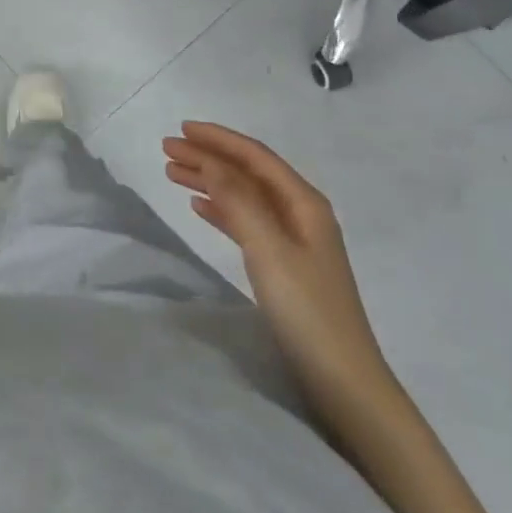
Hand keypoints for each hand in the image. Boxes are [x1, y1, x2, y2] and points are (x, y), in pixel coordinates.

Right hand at [163, 121, 397, 413]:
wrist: (344, 384)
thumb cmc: (307, 310)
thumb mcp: (269, 249)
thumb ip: (238, 200)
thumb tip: (209, 160)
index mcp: (304, 202)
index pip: (255, 156)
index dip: (218, 139)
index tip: (181, 129)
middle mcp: (300, 213)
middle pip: (247, 173)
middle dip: (208, 157)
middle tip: (167, 150)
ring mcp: (294, 240)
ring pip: (244, 196)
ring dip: (210, 181)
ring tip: (172, 173)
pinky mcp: (285, 266)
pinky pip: (246, 222)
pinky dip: (221, 210)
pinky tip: (199, 206)